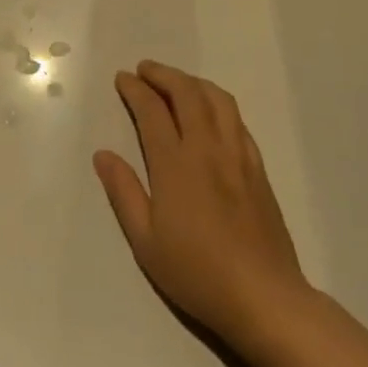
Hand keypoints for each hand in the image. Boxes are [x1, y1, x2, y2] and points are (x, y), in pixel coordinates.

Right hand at [94, 61, 311, 350]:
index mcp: (175, 165)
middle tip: (145, 70)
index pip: (152, 112)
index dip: (135, 90)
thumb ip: (123, 192)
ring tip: (177, 82)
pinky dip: (218, 104)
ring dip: (194, 83)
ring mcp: (238, 157)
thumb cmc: (196, 272)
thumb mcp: (145, 240)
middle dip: (164, 75)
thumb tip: (103, 155)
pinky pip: (237, 121)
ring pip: (218, 101)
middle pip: (188, 95)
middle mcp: (208, 150)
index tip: (123, 79)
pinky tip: (210, 113)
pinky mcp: (258, 170)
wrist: (263, 296)